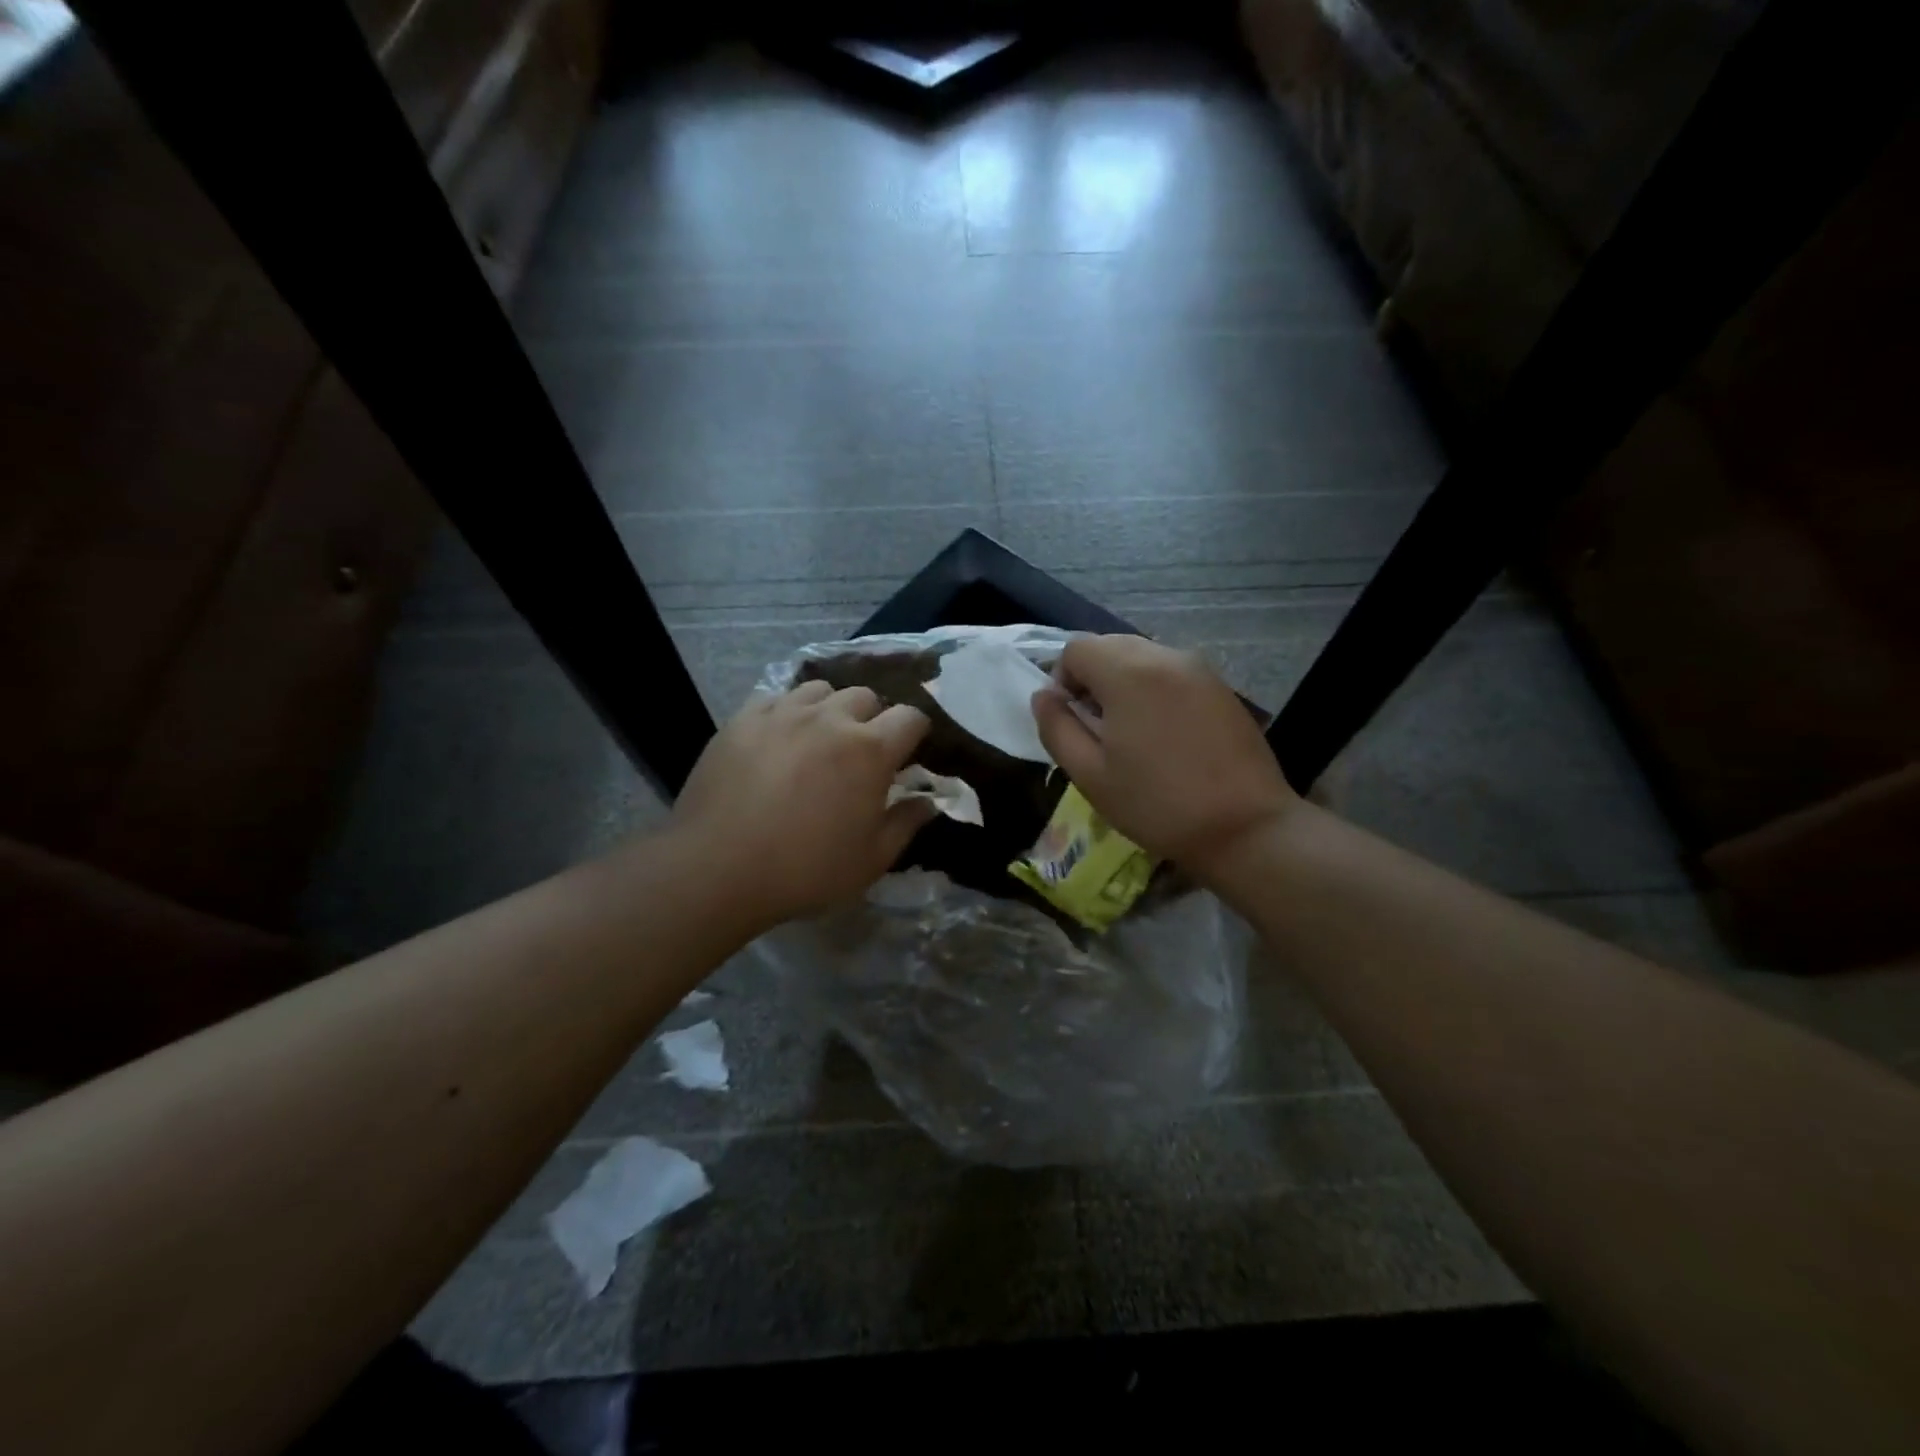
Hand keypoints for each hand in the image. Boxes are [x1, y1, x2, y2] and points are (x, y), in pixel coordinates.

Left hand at [671, 682, 934, 926]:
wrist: (718, 868)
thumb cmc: (806, 869)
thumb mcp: (870, 860)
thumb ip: (905, 824)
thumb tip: (928, 801)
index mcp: (870, 750)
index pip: (911, 717)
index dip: (916, 731)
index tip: (909, 752)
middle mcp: (830, 719)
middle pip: (866, 696)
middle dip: (873, 718)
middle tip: (862, 751)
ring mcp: (783, 714)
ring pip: (820, 691)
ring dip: (830, 709)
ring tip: (819, 738)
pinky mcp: (743, 719)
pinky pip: (776, 699)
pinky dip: (788, 712)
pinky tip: (780, 739)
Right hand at [1031, 635, 1296, 877]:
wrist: (1245, 827)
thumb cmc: (1157, 804)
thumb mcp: (1090, 775)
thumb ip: (1057, 728)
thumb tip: (1043, 696)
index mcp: (1127, 672)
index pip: (1077, 649)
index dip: (1062, 679)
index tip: (1071, 720)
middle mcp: (1164, 656)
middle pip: (1109, 646)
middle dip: (1092, 678)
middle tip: (1096, 728)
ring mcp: (1198, 668)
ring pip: (1141, 656)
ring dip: (1122, 682)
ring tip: (1130, 732)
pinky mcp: (1220, 686)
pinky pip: (1170, 671)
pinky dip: (1153, 688)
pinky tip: (1163, 733)